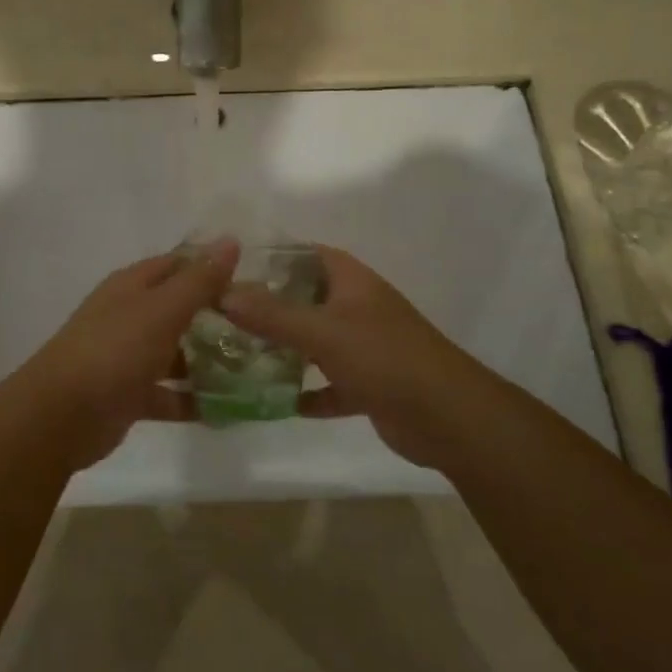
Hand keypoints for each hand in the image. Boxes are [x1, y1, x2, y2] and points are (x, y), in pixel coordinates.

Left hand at [9, 240, 239, 467]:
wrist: (61, 415)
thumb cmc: (115, 350)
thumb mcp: (162, 309)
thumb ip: (199, 280)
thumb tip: (230, 240)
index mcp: (133, 286)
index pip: (178, 264)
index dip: (212, 268)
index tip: (253, 281)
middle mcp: (129, 315)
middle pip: (178, 308)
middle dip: (216, 317)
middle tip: (261, 328)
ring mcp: (127, 356)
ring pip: (175, 352)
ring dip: (208, 360)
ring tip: (253, 369)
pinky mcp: (129, 395)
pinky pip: (168, 393)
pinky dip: (192, 399)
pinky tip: (227, 409)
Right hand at [221, 245, 496, 469]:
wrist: (448, 417)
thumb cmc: (384, 357)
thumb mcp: (322, 331)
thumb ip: (272, 314)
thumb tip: (223, 293)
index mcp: (351, 282)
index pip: (307, 254)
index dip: (273, 257)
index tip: (233, 269)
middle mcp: (358, 308)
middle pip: (307, 298)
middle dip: (270, 306)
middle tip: (226, 316)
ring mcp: (366, 347)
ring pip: (316, 342)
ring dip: (286, 349)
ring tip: (242, 355)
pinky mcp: (370, 385)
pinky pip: (331, 384)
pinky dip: (310, 392)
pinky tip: (281, 402)